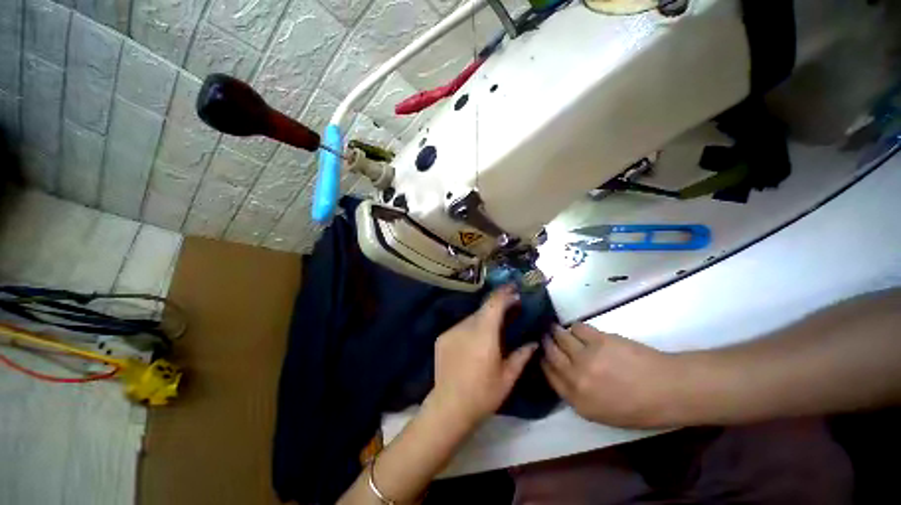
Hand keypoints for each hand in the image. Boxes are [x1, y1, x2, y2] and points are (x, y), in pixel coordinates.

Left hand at [428, 285, 537, 427]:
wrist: (449, 407)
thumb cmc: (483, 394)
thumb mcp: (508, 377)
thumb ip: (522, 356)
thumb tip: (534, 342)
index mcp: (484, 334)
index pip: (494, 304)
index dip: (504, 293)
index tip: (513, 289)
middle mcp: (466, 327)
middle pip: (483, 310)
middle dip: (497, 308)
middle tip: (509, 312)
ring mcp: (451, 331)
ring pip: (471, 318)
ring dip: (483, 320)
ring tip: (492, 332)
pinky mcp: (442, 337)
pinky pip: (460, 327)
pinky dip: (470, 329)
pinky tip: (474, 343)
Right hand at [542, 323, 687, 427]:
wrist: (668, 390)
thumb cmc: (640, 408)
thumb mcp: (603, 413)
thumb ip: (578, 396)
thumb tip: (564, 375)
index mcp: (578, 400)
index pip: (549, 376)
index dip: (543, 362)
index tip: (541, 354)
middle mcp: (576, 377)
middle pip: (551, 354)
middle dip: (545, 344)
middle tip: (544, 337)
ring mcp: (586, 357)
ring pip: (561, 337)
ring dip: (556, 331)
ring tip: (555, 328)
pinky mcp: (598, 339)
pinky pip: (578, 327)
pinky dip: (575, 327)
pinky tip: (577, 329)